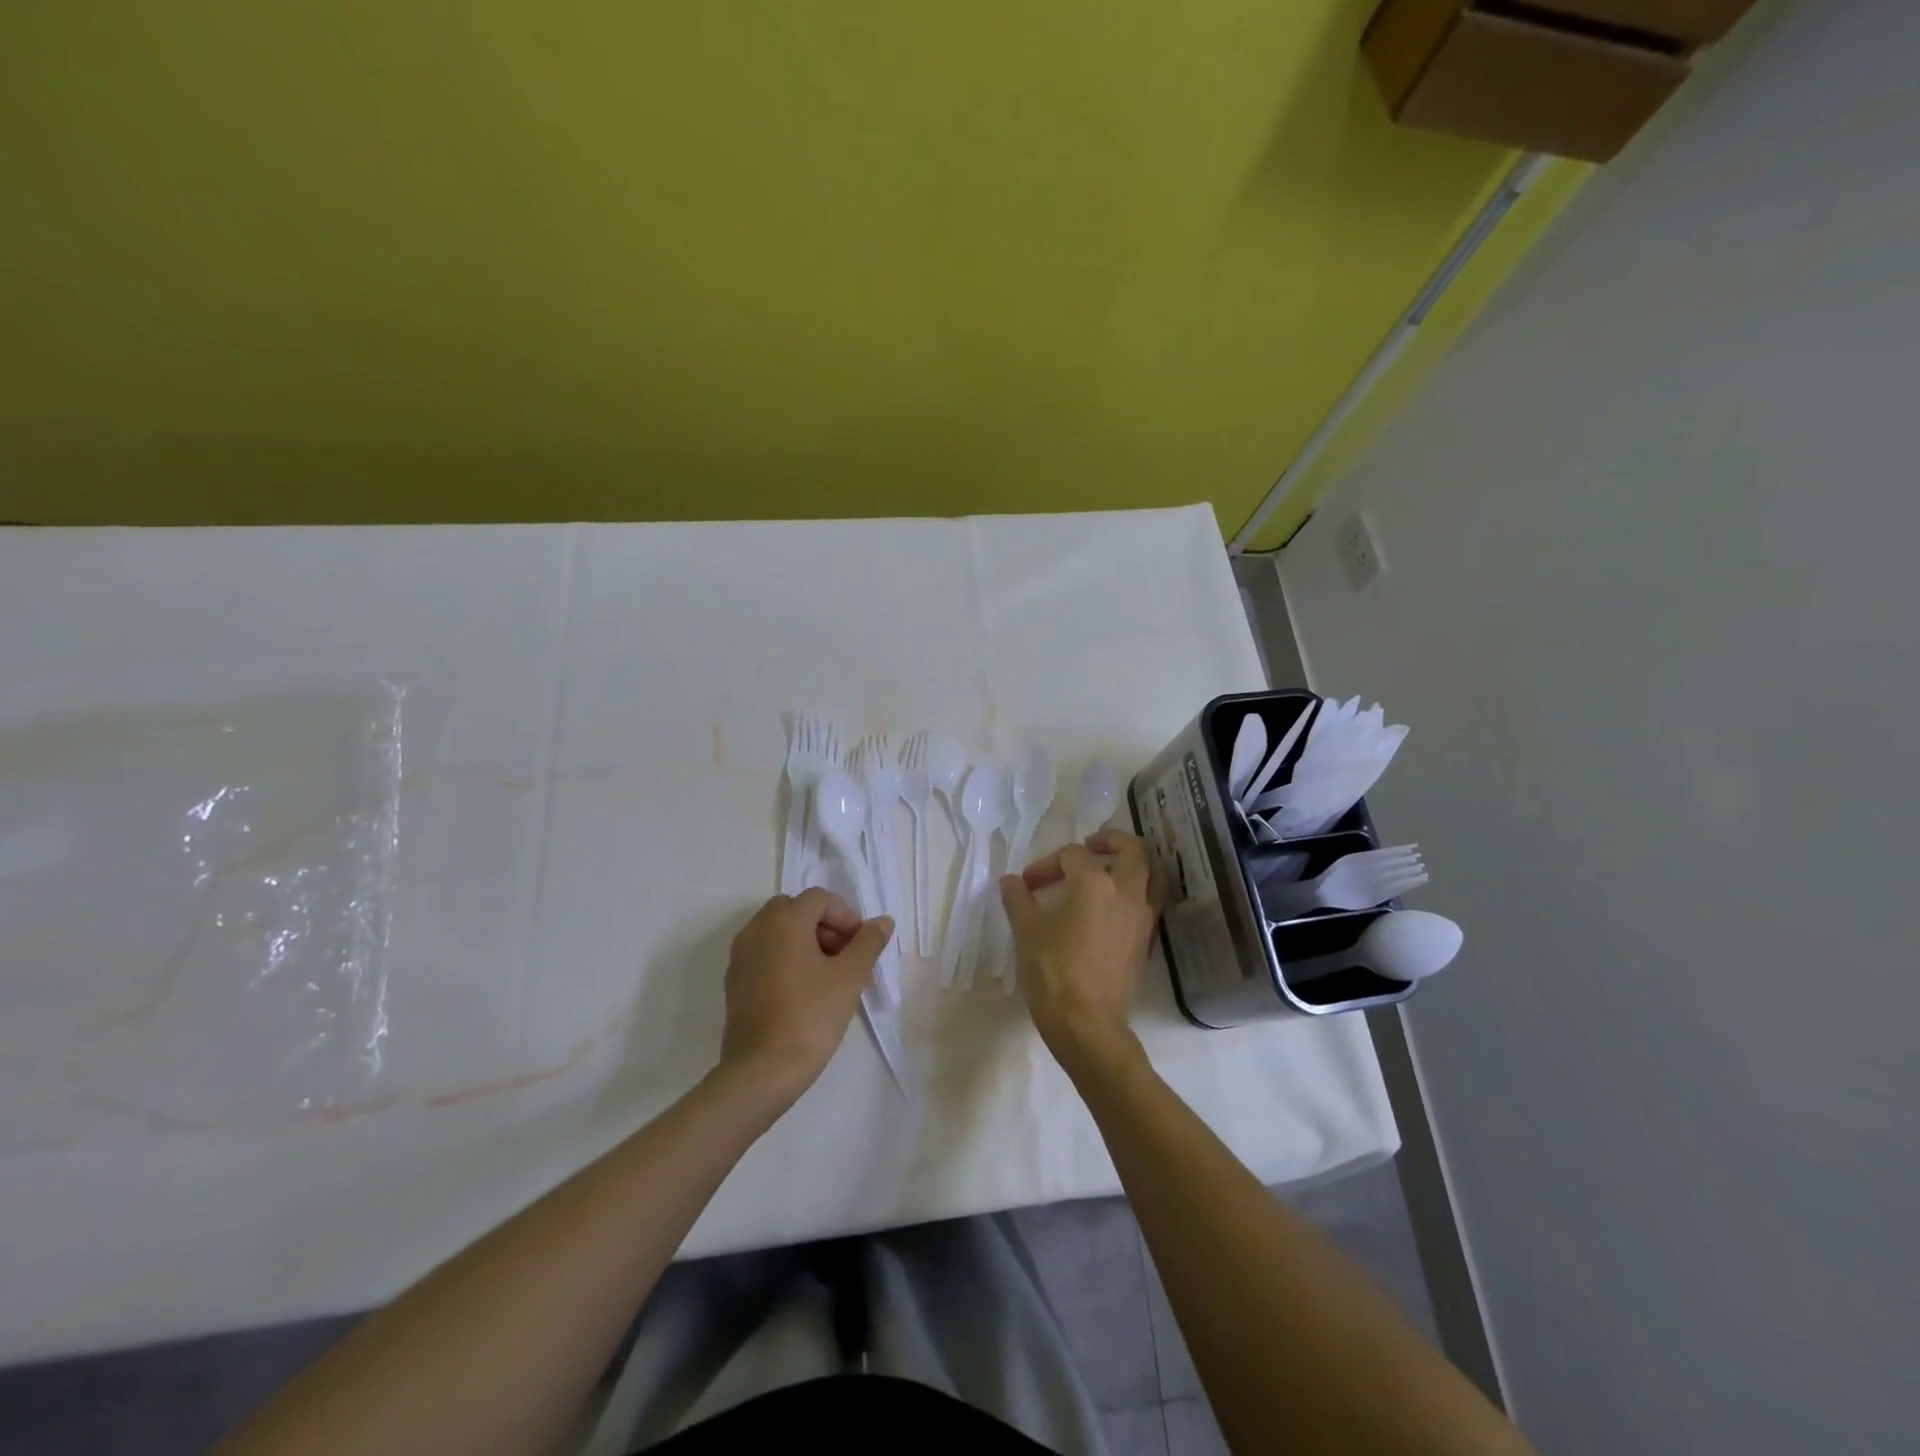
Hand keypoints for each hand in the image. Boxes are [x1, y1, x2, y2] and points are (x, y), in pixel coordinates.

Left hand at [718, 889, 893, 1102]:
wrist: (761, 1072)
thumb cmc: (810, 1017)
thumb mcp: (850, 977)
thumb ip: (868, 943)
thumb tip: (882, 921)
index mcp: (783, 921)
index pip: (819, 899)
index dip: (846, 916)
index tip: (862, 944)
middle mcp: (756, 930)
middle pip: (795, 910)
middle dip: (825, 926)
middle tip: (846, 956)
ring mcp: (740, 957)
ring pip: (778, 932)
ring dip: (806, 942)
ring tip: (830, 976)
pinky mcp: (735, 983)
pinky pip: (765, 955)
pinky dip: (786, 959)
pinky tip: (804, 992)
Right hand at [1000, 830, 1165, 1077]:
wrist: (1088, 1025)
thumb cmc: (1053, 973)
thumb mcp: (1027, 932)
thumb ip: (1019, 900)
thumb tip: (1011, 881)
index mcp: (1094, 883)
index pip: (1073, 856)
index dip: (1047, 865)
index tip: (1028, 885)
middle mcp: (1126, 892)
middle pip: (1133, 850)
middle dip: (1111, 841)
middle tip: (1090, 846)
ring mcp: (1143, 917)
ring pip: (1153, 874)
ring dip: (1134, 863)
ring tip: (1111, 868)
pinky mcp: (1147, 940)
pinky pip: (1152, 901)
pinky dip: (1138, 890)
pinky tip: (1115, 903)